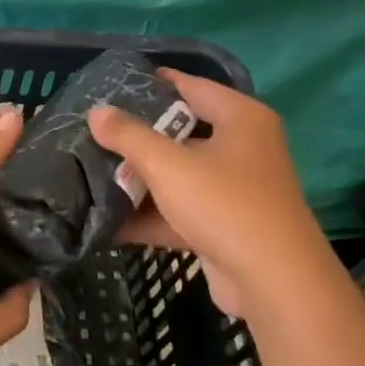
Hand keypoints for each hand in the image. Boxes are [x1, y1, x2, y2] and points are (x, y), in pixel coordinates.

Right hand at [87, 70, 335, 320]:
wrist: (273, 282)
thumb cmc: (224, 204)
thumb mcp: (168, 164)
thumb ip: (128, 135)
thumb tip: (96, 112)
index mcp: (240, 118)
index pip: (191, 85)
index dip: (152, 83)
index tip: (111, 86)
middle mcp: (243, 147)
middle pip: (181, 132)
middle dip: (137, 137)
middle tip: (93, 131)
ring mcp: (235, 189)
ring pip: (179, 175)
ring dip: (140, 180)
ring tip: (90, 172)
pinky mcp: (225, 225)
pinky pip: (180, 211)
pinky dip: (150, 215)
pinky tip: (108, 221)